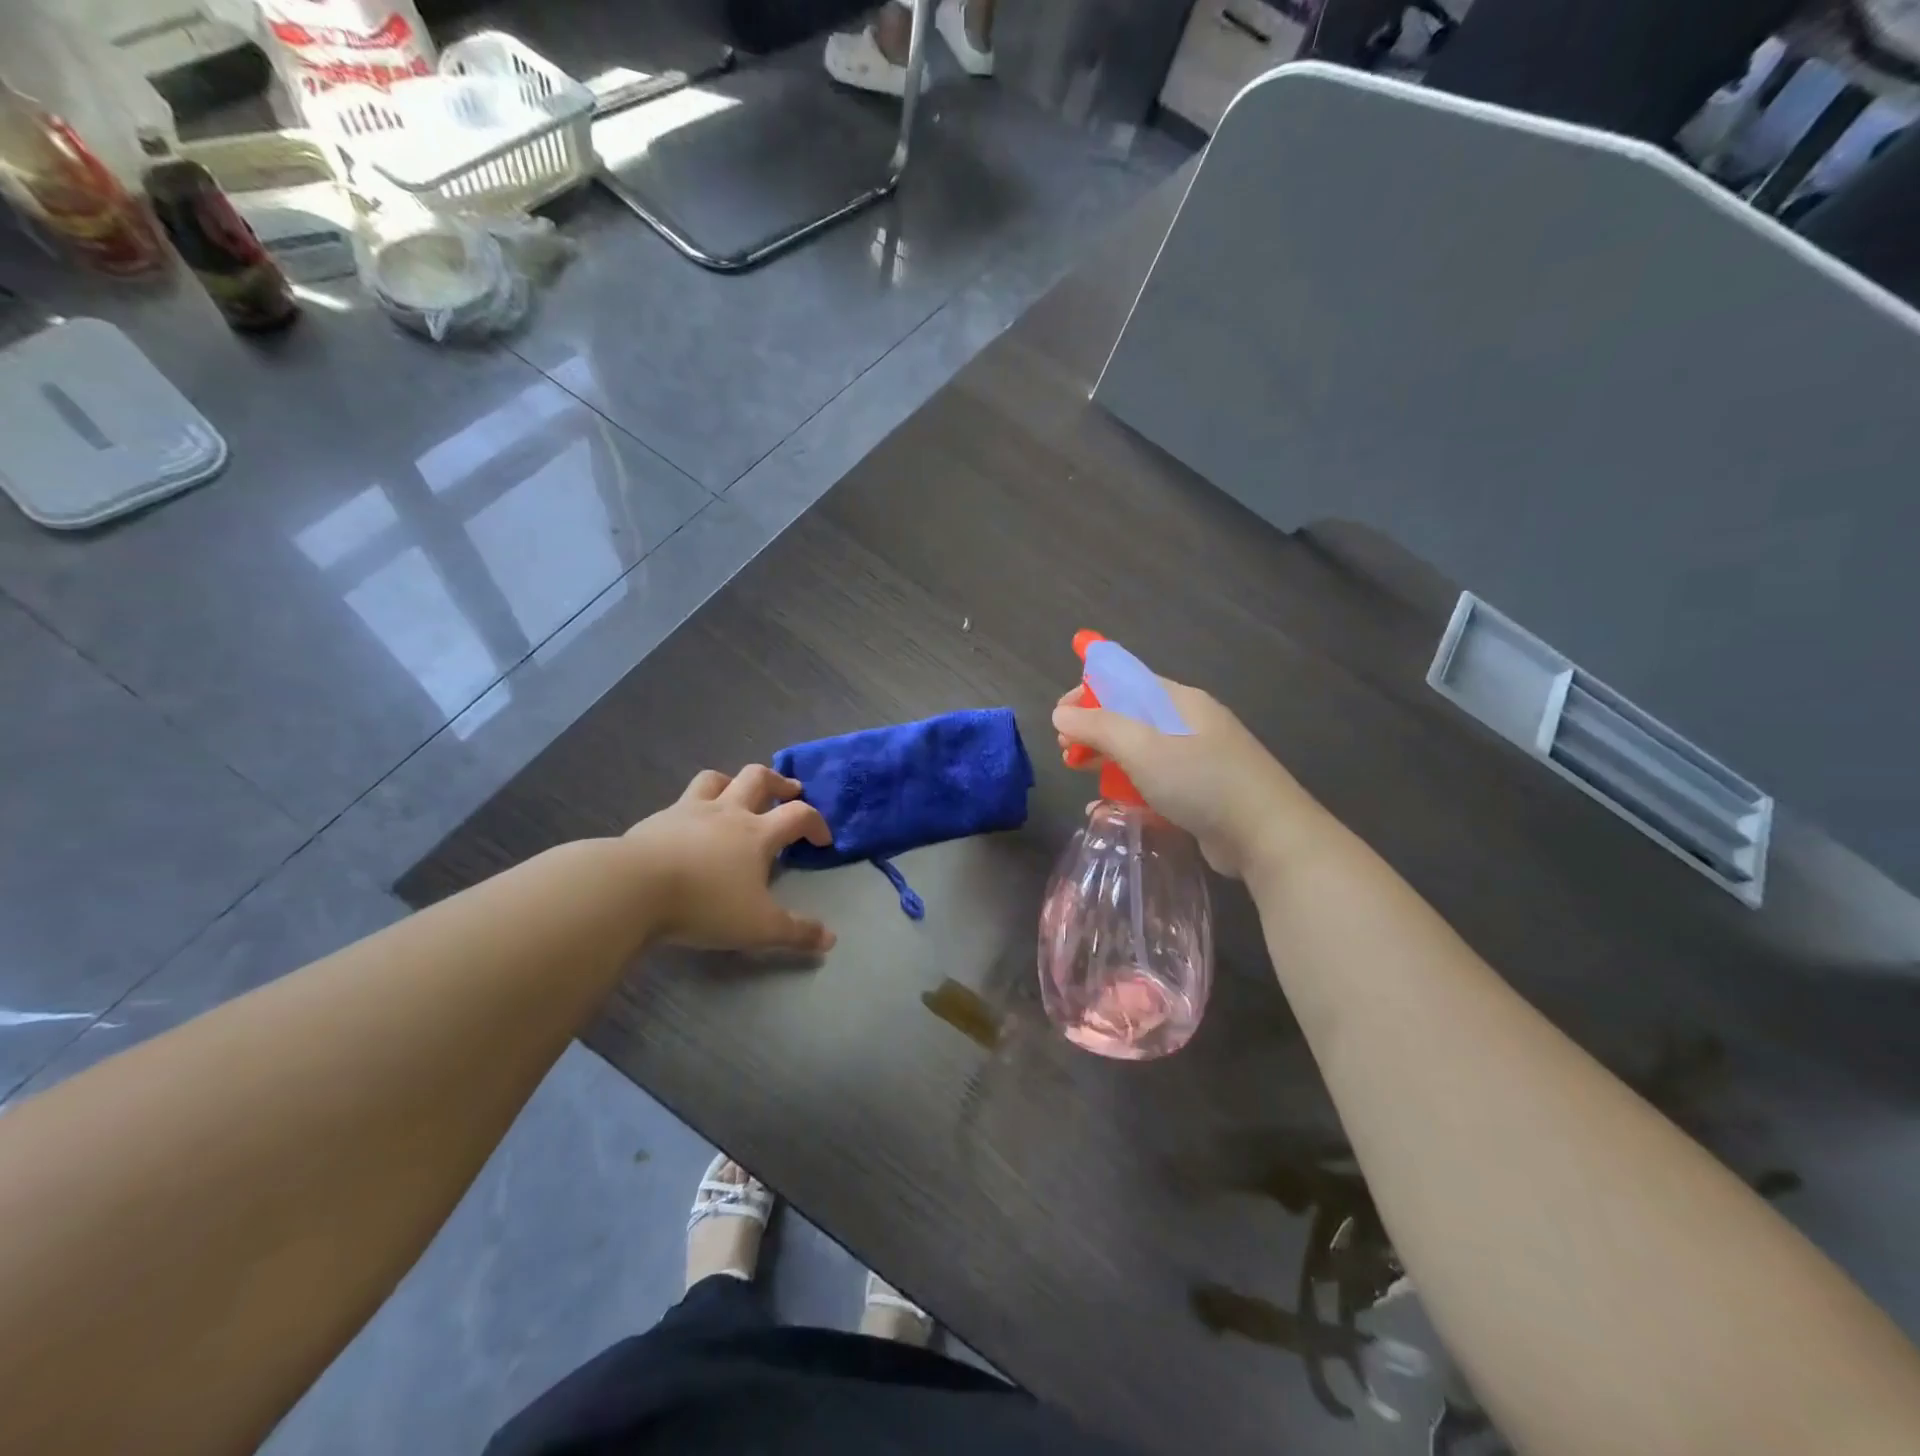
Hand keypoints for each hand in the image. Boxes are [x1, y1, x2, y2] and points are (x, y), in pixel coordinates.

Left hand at [624, 765, 836, 953]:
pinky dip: (694, 806)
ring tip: (738, 793)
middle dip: (779, 782)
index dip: (816, 823)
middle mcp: (727, 812)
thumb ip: (796, 932)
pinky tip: (689, 825)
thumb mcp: (758, 927)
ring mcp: (689, 811)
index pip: (798, 815)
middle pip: (758, 779)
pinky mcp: (656, 820)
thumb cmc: (704, 903)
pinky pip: (681, 801)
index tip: (822, 839)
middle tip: (790, 790)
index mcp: (757, 833)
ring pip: (716, 779)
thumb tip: (830, 940)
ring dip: (733, 782)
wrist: (632, 888)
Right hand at [1052, 679, 1324, 878]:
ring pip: (1140, 753)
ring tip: (1080, 777)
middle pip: (1130, 718)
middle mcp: (1189, 725)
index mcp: (1180, 702)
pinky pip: (1154, 784)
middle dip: (1093, 731)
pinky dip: (1128, 791)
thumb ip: (1099, 727)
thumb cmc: (1202, 781)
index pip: (1126, 681)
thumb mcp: (1143, 748)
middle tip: (1066, 753)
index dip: (1089, 693)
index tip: (1060, 717)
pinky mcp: (1199, 794)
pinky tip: (1106, 810)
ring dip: (1107, 762)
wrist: (1267, 836)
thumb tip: (1061, 712)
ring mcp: (1197, 761)